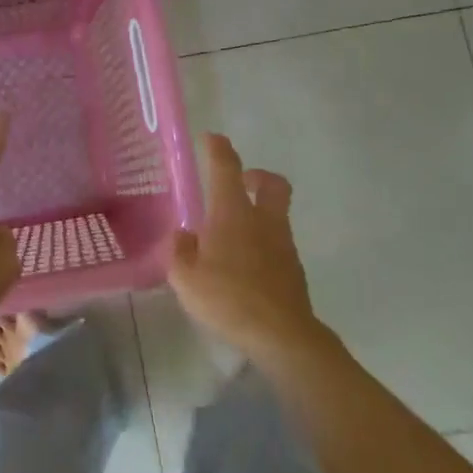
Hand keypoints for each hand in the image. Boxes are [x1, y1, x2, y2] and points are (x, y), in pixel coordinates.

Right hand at [169, 132, 330, 369]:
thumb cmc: (228, 298)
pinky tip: (245, 265)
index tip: (211, 138)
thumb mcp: (186, 278)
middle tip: (240, 183)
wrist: (282, 335)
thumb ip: (180, 252)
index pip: (226, 168)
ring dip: (260, 212)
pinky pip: (278, 242)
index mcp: (233, 214)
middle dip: (257, 176)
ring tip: (233, 234)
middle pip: (272, 183)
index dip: (219, 148)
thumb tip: (183, 236)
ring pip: (277, 213)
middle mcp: (262, 220)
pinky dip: (263, 242)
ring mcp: (283, 243)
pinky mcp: (293, 268)